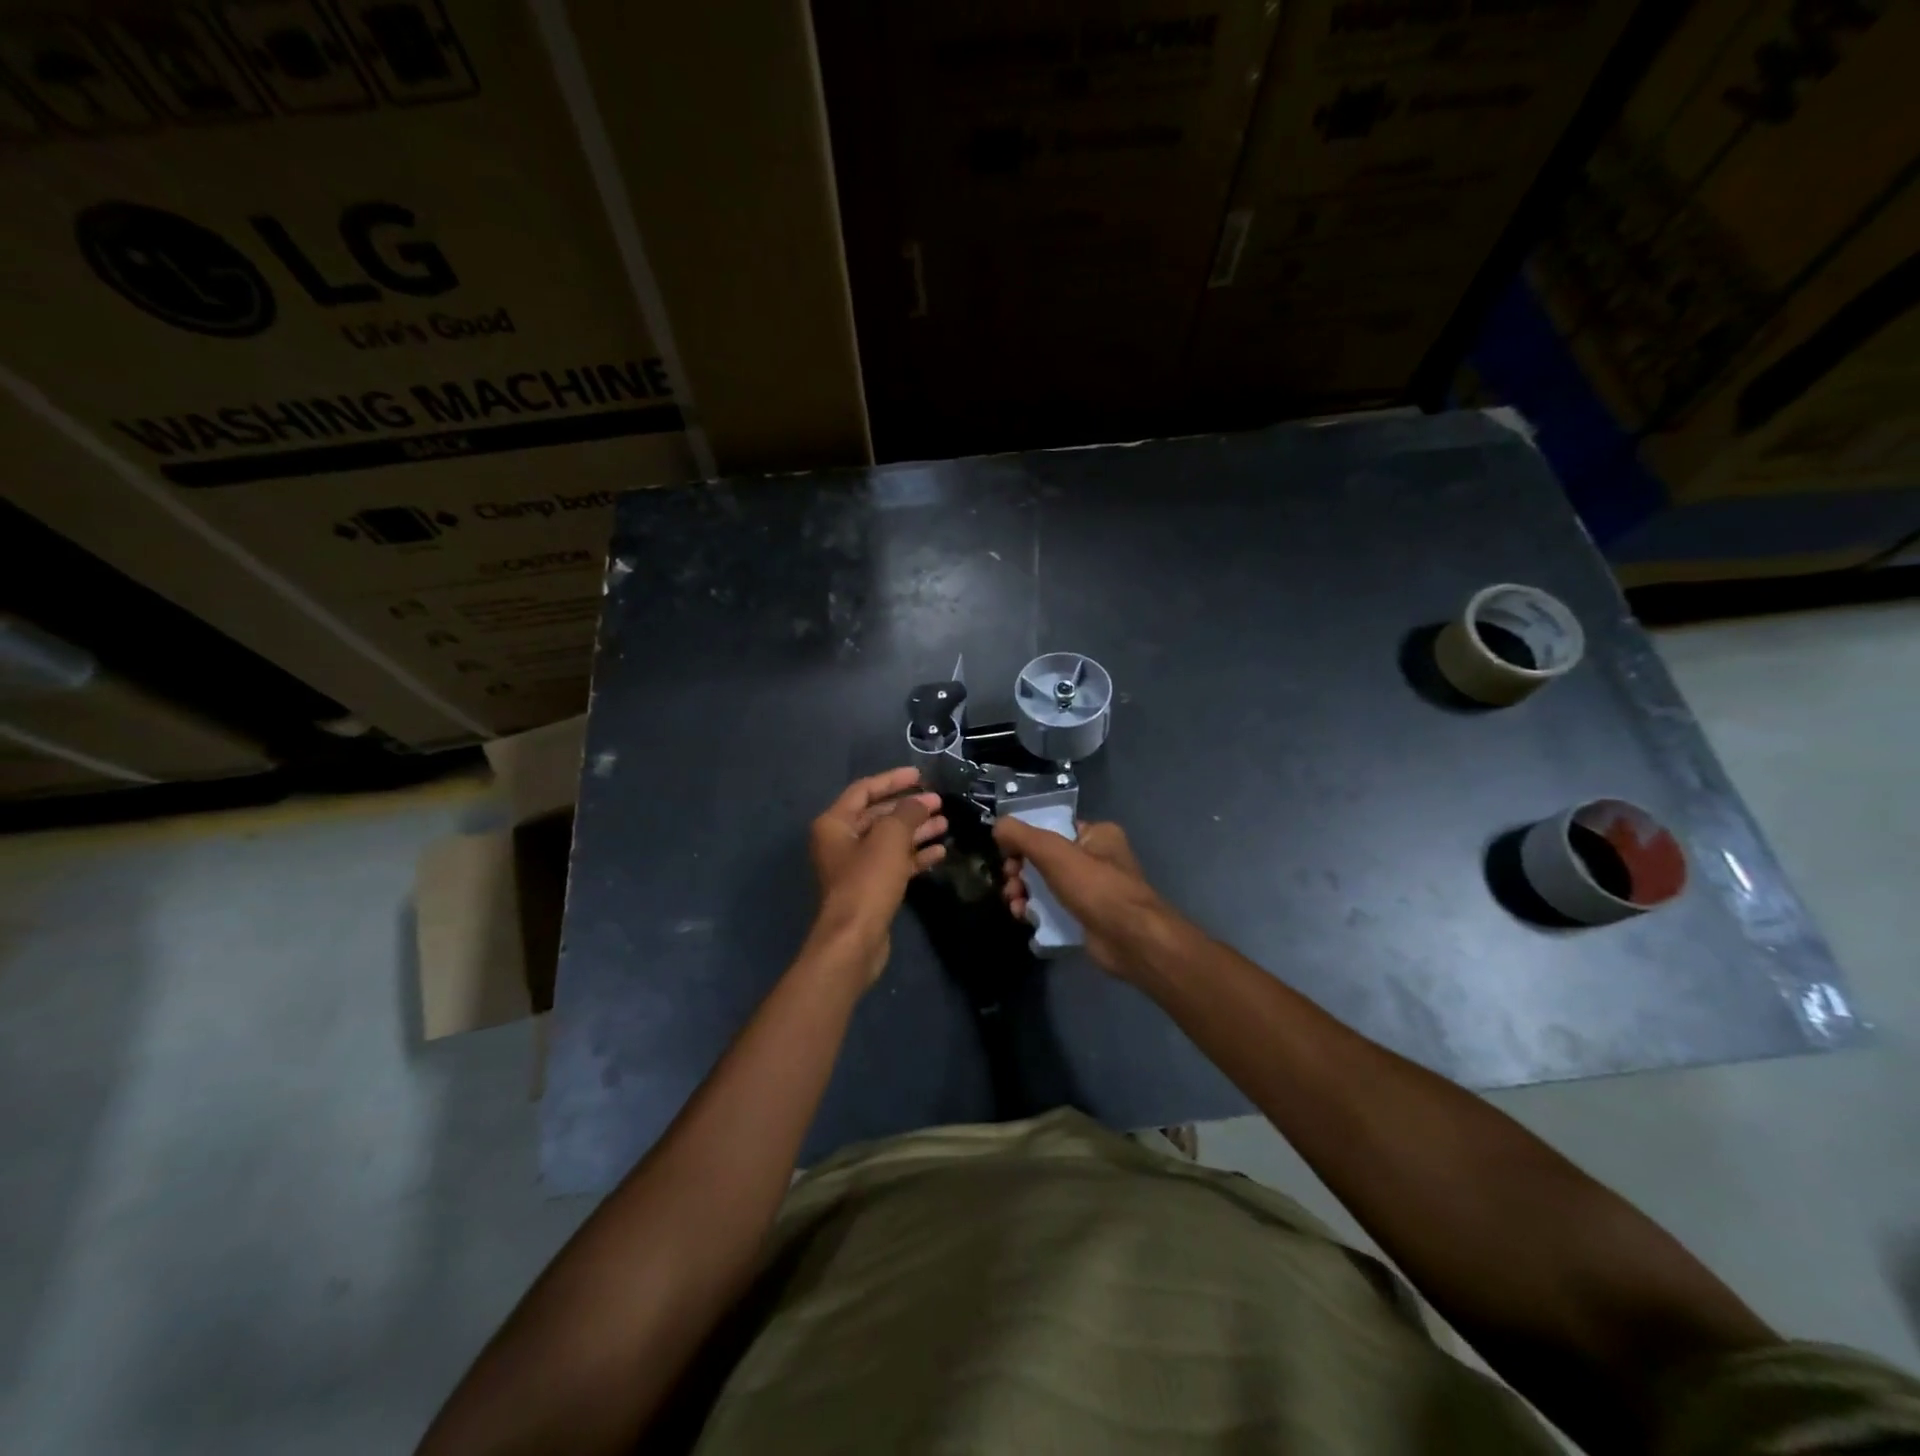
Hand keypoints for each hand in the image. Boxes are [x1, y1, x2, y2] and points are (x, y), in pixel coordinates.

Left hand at [807, 768, 947, 984]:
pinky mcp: (870, 888)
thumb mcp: (890, 838)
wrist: (855, 940)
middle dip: (909, 807)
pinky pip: (895, 863)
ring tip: (945, 823)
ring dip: (916, 830)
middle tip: (938, 802)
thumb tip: (920, 802)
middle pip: (878, 815)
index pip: (864, 790)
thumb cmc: (867, 881)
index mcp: (835, 823)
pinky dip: (915, 855)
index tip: (920, 775)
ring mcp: (856, 866)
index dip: (892, 779)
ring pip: (890, 840)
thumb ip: (907, 812)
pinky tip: (940, 851)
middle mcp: (841, 841)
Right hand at [993, 818, 1173, 978]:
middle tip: (1010, 883)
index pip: (1053, 827)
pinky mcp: (1086, 917)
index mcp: (1097, 834)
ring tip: (1015, 905)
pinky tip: (1025, 918)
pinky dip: (1037, 911)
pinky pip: (1054, 908)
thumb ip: (1022, 836)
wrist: (1131, 940)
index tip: (1006, 854)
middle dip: (1020, 870)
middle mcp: (1097, 858)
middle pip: (1044, 857)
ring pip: (1046, 884)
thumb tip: (997, 826)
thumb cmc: (1096, 887)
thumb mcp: (1054, 853)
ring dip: (1024, 892)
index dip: (1025, 838)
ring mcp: (1092, 890)